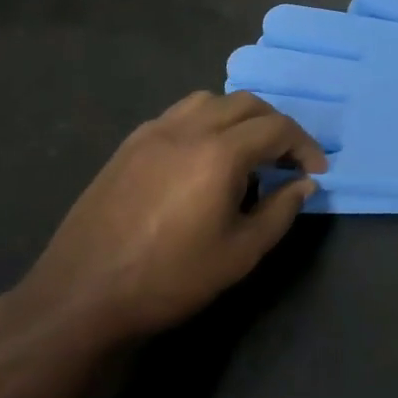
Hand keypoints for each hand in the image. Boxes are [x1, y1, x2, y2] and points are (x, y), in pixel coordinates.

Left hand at [13, 92, 326, 346]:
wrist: (81, 296)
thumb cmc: (169, 278)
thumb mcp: (240, 254)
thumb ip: (280, 211)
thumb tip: (303, 184)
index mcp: (220, 153)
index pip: (277, 128)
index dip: (304, 145)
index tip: (315, 171)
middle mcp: (189, 129)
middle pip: (247, 104)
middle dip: (276, 126)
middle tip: (286, 159)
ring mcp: (154, 132)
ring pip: (211, 100)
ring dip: (240, 117)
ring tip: (246, 151)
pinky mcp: (130, 145)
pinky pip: (179, 114)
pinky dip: (205, 122)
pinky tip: (203, 156)